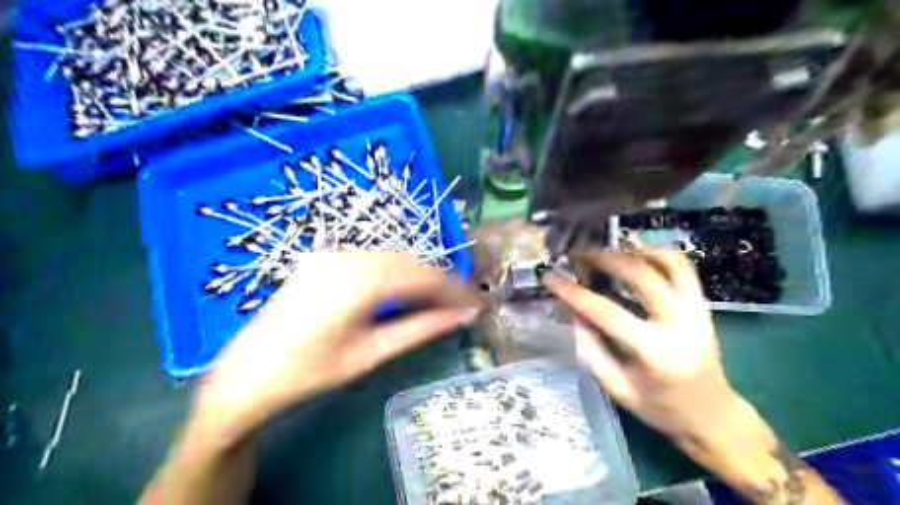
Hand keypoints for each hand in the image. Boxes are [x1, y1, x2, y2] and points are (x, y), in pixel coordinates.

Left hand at [190, 255, 484, 447]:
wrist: (246, 376)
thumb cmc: (310, 372)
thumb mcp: (371, 353)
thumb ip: (420, 329)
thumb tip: (461, 316)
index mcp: (359, 280)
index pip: (423, 277)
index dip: (454, 289)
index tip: (476, 303)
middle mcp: (346, 257)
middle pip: (409, 263)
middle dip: (438, 282)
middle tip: (461, 303)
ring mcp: (331, 254)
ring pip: (391, 258)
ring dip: (418, 277)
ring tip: (438, 300)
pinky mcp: (322, 259)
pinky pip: (371, 260)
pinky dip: (395, 273)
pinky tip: (404, 291)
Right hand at [536, 248, 740, 445]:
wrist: (712, 416)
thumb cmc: (660, 408)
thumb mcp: (616, 387)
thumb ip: (591, 348)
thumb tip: (572, 309)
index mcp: (655, 353)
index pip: (607, 312)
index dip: (574, 292)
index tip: (550, 276)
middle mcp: (681, 325)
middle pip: (642, 276)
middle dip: (605, 259)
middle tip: (578, 254)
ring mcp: (697, 311)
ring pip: (669, 263)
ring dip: (635, 250)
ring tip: (607, 248)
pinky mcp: (704, 305)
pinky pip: (684, 268)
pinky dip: (658, 253)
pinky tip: (635, 253)